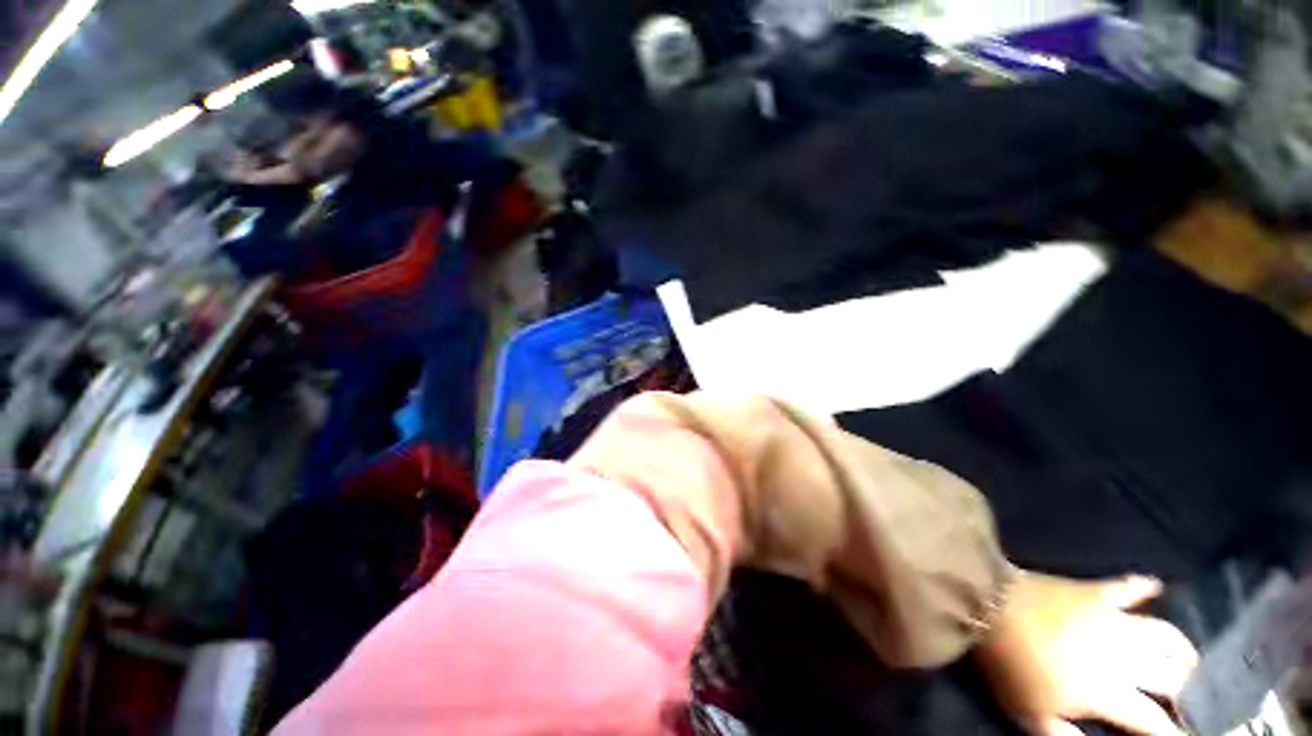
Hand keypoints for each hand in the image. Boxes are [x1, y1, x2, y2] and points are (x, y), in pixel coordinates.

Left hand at [976, 572, 1197, 735]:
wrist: (988, 605)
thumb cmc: (1010, 665)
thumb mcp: (1033, 716)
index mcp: (1111, 692)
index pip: (1156, 721)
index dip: (1175, 734)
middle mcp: (1126, 655)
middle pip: (1173, 677)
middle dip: (1189, 693)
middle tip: (1193, 701)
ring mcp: (1113, 617)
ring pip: (1166, 633)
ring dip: (1183, 649)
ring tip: (1189, 661)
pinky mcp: (1094, 590)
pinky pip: (1127, 585)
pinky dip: (1143, 587)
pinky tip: (1156, 587)